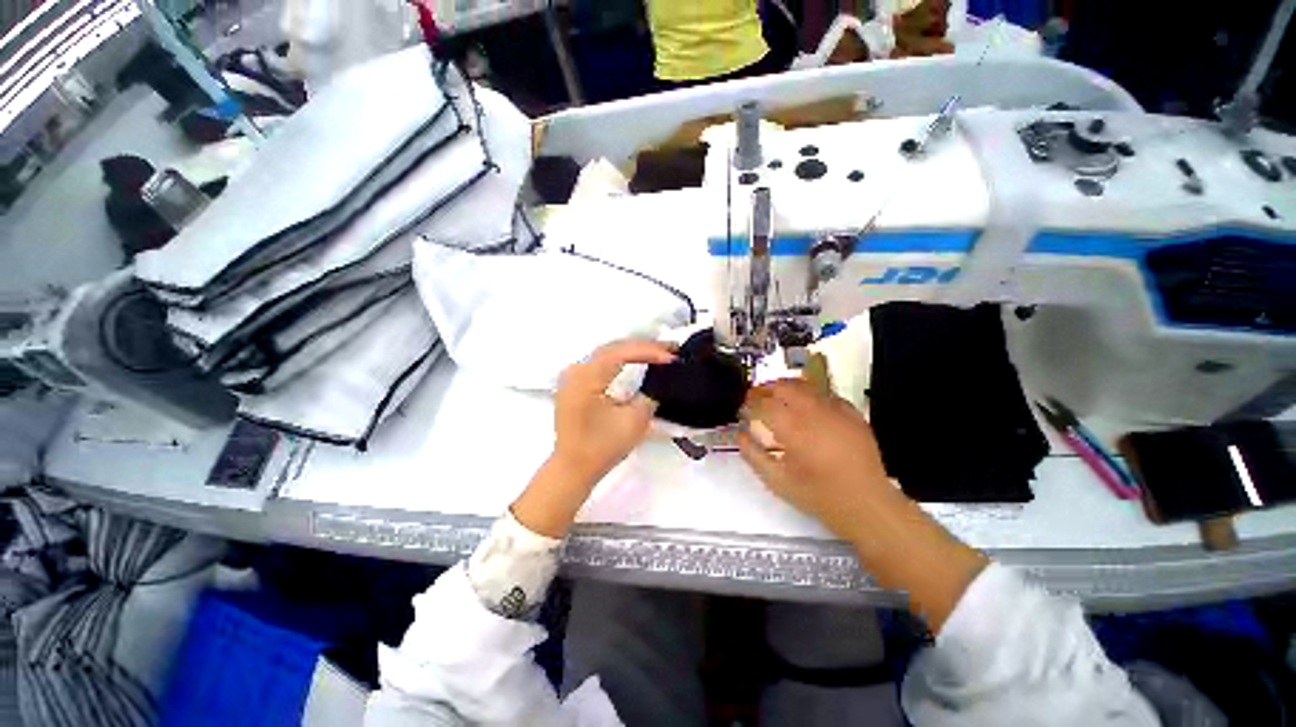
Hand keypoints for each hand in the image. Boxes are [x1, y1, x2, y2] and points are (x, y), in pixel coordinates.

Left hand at [513, 339, 674, 538]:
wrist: (574, 468)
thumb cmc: (602, 447)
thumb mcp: (634, 421)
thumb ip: (649, 395)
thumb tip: (658, 380)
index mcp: (586, 377)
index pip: (621, 352)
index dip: (649, 351)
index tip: (672, 356)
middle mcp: (576, 369)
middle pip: (613, 347)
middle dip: (643, 346)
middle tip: (670, 348)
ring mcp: (572, 375)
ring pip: (607, 352)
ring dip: (632, 350)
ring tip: (658, 351)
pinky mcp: (575, 383)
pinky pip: (601, 362)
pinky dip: (621, 359)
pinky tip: (636, 360)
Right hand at [737, 379, 896, 541]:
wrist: (867, 504)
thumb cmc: (819, 495)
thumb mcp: (778, 481)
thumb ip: (753, 455)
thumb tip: (740, 435)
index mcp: (792, 428)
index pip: (762, 403)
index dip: (749, 402)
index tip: (742, 407)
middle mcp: (812, 411)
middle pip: (783, 386)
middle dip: (765, 389)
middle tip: (756, 398)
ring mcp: (835, 409)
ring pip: (804, 385)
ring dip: (786, 388)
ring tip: (777, 398)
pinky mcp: (851, 413)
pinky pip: (825, 394)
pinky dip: (810, 395)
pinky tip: (807, 407)